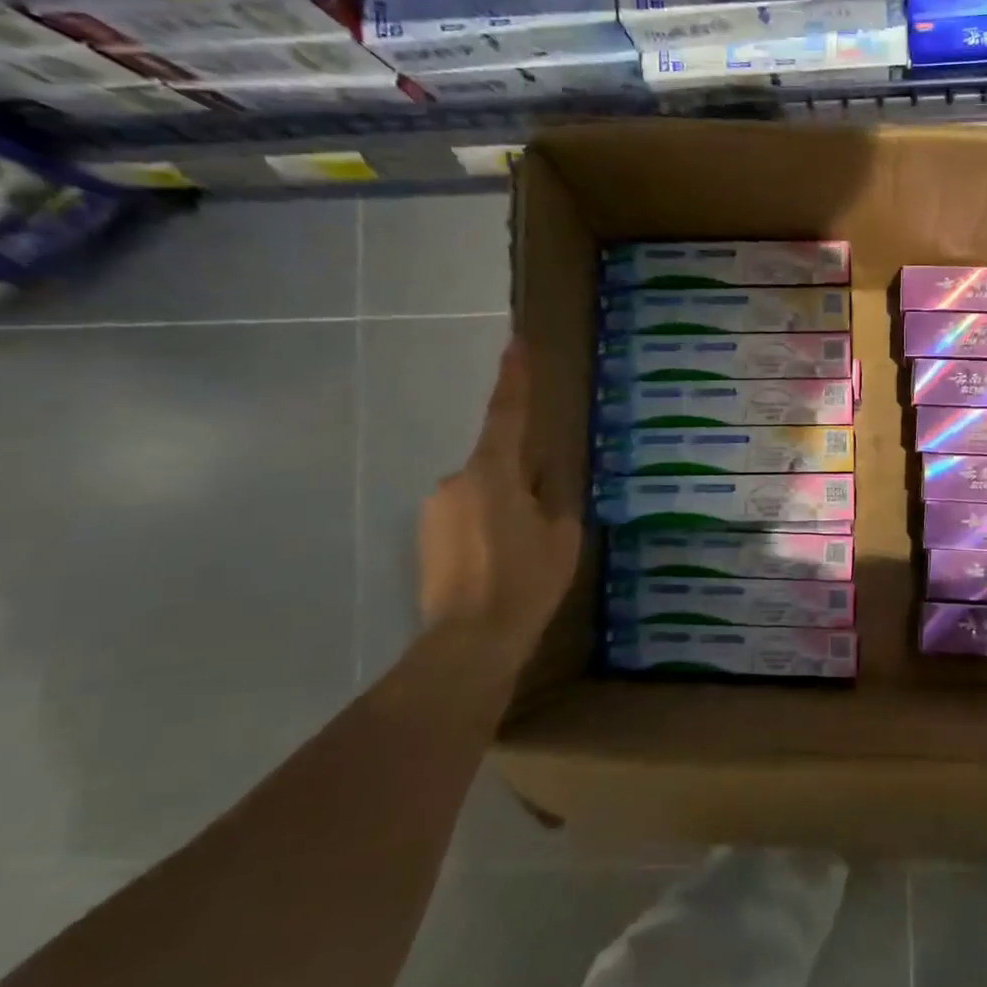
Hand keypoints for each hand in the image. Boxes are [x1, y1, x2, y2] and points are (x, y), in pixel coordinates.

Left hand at [419, 338, 582, 643]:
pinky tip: (500, 562)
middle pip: (497, 462)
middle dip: (521, 479)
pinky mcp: (425, 536)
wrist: (469, 642)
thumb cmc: (525, 583)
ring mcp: (434, 509)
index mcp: (493, 473)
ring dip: (503, 507)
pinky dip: (485, 527)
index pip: (506, 414)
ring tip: (522, 550)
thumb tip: (544, 480)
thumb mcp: (562, 535)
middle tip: (543, 518)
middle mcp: (455, 480)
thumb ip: (554, 497)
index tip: (516, 343)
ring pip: (481, 492)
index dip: (514, 378)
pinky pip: (465, 515)